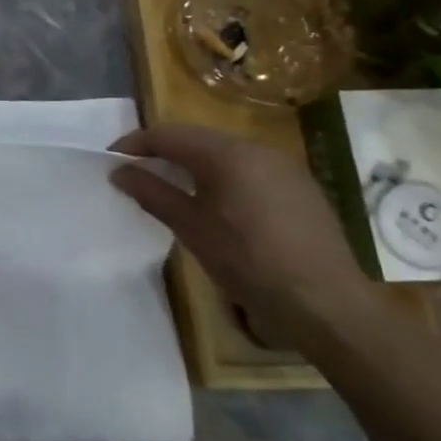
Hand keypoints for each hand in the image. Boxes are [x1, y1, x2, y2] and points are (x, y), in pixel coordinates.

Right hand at [109, 125, 374, 340]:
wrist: (328, 305)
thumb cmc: (250, 262)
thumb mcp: (191, 228)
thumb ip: (152, 193)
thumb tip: (120, 172)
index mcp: (228, 154)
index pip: (168, 134)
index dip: (135, 144)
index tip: (112, 162)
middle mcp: (257, 149)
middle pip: (196, 138)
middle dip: (162, 151)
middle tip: (136, 173)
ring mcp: (284, 167)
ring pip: (223, 152)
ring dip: (192, 163)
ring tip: (170, 187)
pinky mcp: (300, 188)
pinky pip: (248, 168)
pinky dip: (221, 175)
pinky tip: (214, 202)